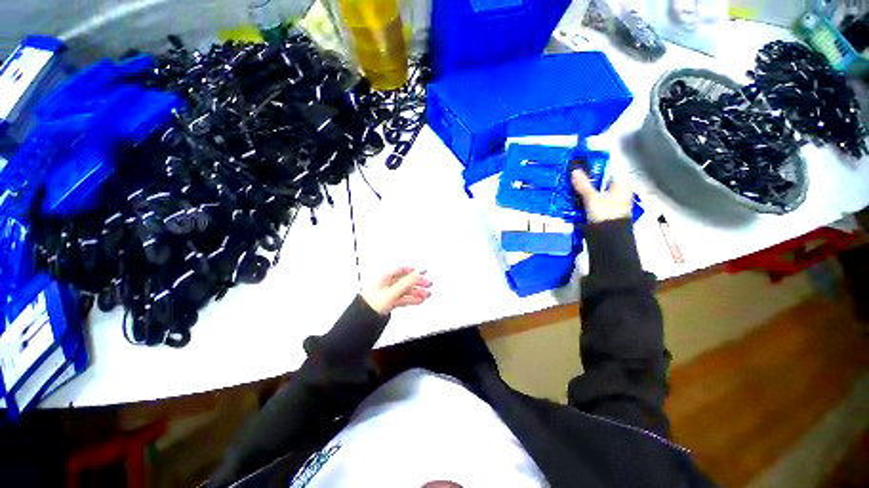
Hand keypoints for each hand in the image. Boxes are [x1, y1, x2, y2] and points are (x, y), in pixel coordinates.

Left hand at [361, 267, 431, 315]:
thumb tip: (418, 272)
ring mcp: (389, 293)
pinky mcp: (390, 302)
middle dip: (418, 282)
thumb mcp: (392, 292)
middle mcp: (388, 283)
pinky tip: (420, 301)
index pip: (402, 270)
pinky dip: (412, 299)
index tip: (425, 270)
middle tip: (429, 284)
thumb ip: (406, 282)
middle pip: (406, 280)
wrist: (362, 320)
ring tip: (427, 295)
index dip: (414, 269)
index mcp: (385, 277)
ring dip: (417, 292)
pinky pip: (403, 298)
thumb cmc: (372, 303)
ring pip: (406, 290)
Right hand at [571, 170, 632, 222]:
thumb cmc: (606, 215)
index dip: (596, 167)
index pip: (609, 170)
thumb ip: (583, 185)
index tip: (582, 165)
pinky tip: (575, 199)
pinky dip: (585, 199)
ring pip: (597, 191)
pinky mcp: (605, 211)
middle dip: (588, 179)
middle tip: (573, 176)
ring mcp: (612, 203)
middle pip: (601, 181)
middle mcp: (619, 192)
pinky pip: (594, 200)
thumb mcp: (592, 199)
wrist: (609, 238)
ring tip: (571, 186)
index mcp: (621, 185)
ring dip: (585, 190)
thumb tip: (575, 170)